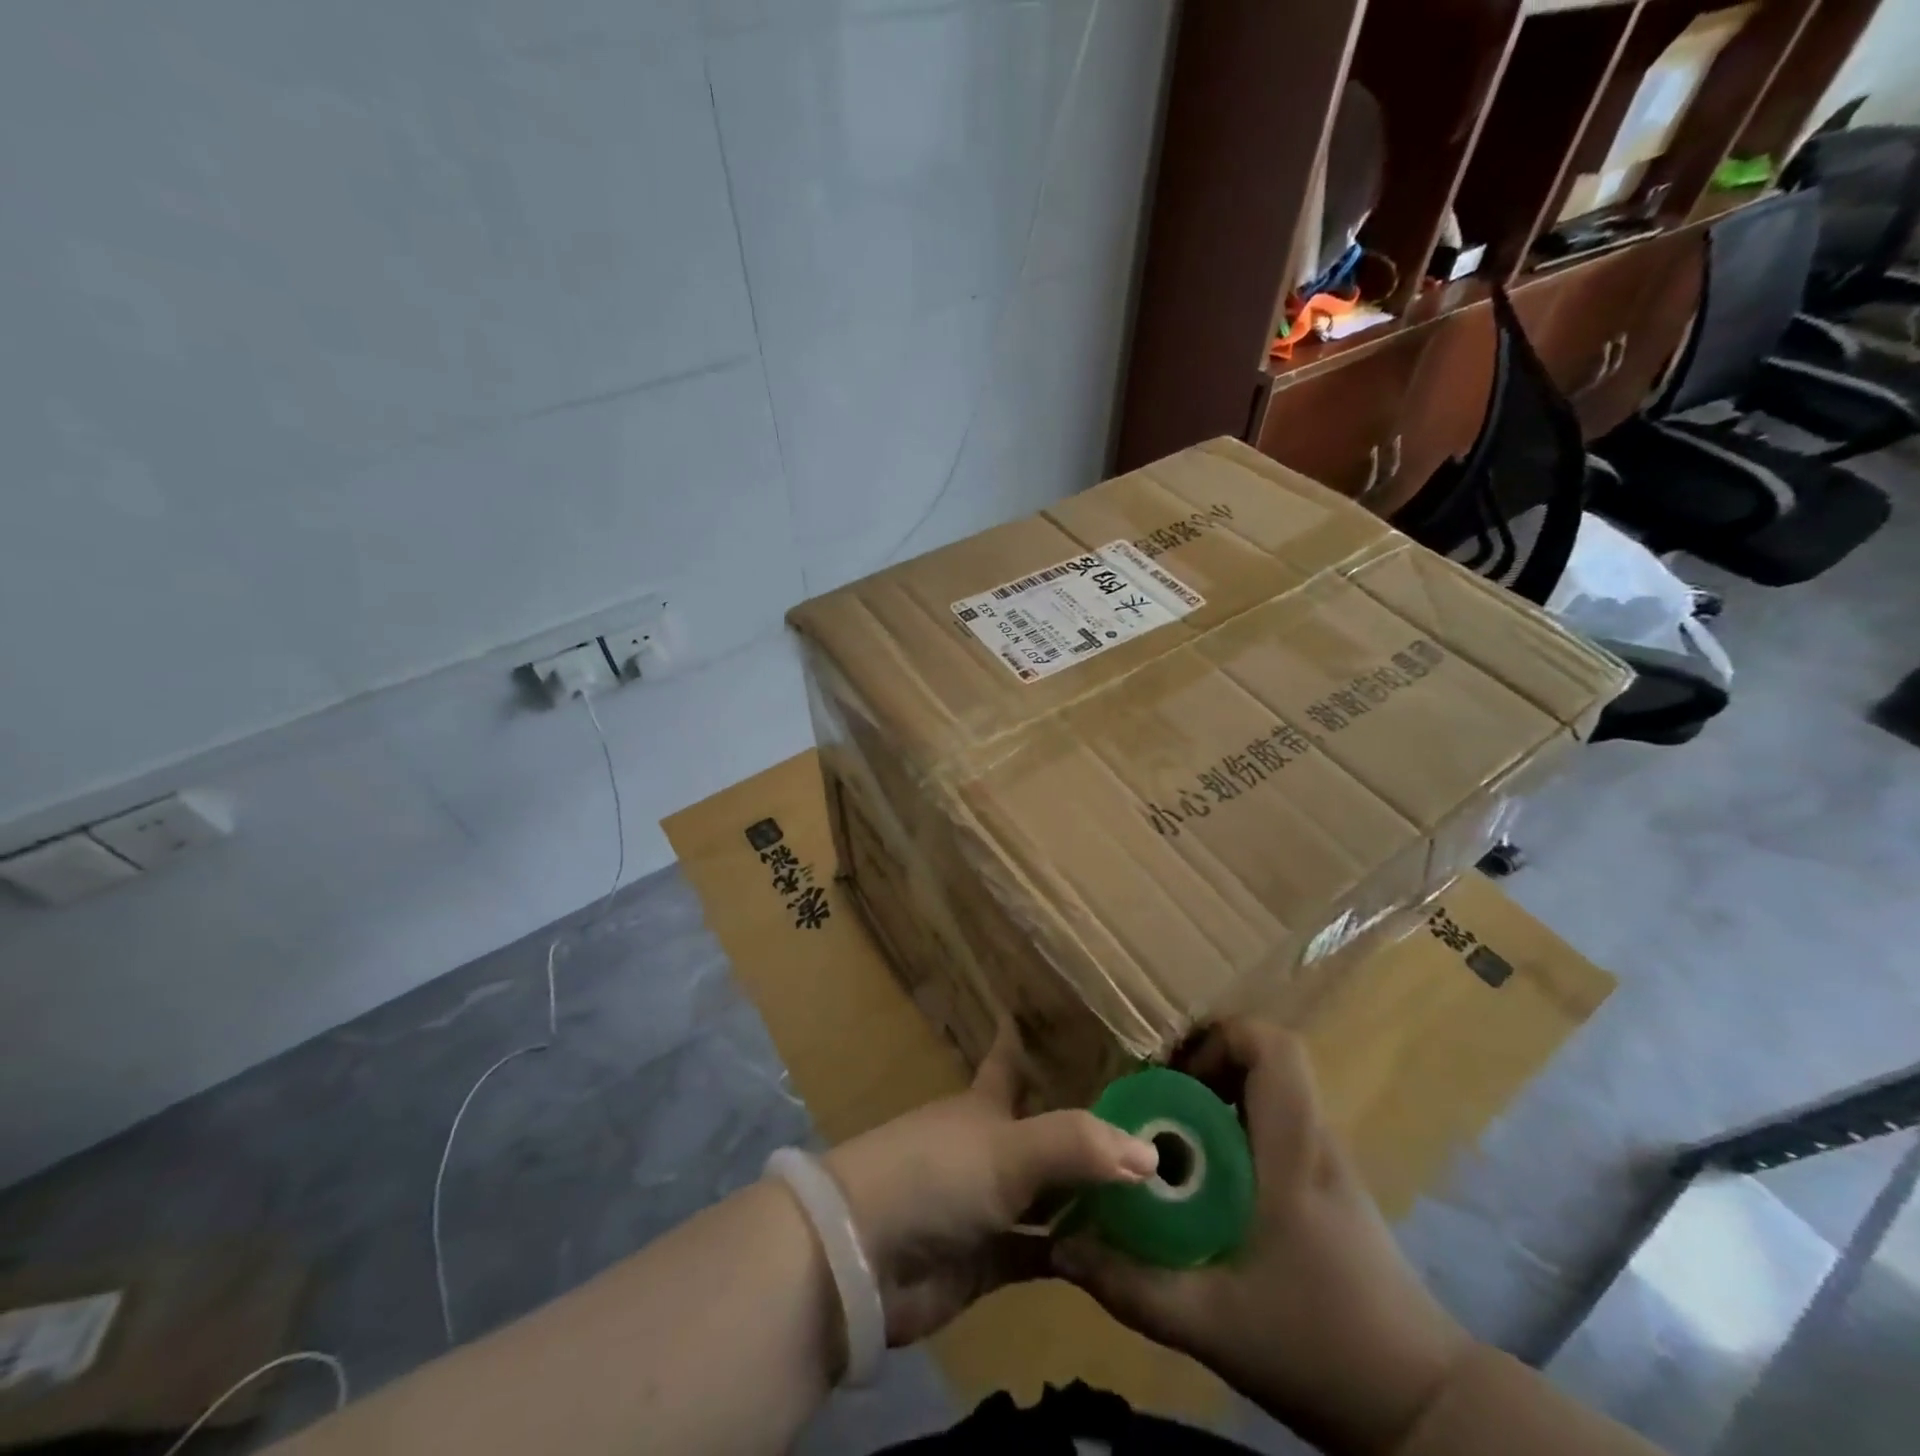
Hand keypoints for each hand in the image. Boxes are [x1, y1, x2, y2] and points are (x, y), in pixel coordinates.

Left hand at [824, 1022, 1158, 1346]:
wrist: (864, 1258)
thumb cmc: (935, 1176)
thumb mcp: (1008, 1149)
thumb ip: (1079, 1146)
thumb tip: (1150, 1154)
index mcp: (986, 1105)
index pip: (1010, 1059)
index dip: (1026, 1037)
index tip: (1056, 1016)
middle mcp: (990, 1147)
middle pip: (1046, 1132)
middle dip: (1090, 1132)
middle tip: (1153, 1127)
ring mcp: (988, 1203)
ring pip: (1051, 1195)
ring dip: (1092, 1198)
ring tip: (1157, 1195)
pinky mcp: (989, 1259)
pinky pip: (1045, 1251)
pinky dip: (1078, 1252)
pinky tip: (1123, 1257)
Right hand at [1052, 1020, 1473, 1455]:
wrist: (1422, 1411)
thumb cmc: (1322, 1348)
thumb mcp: (1213, 1323)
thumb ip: (1133, 1287)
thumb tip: (1061, 1248)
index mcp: (1295, 1151)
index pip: (1276, 1049)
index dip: (1221, 1038)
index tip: (1174, 1073)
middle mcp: (1314, 1142)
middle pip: (1266, 1062)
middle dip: (1204, 1065)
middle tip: (1155, 1101)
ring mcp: (1326, 1165)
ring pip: (1269, 1094)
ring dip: (1217, 1098)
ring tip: (1169, 1136)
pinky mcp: (1327, 1191)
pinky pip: (1274, 1129)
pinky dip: (1234, 1130)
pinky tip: (1203, 1181)